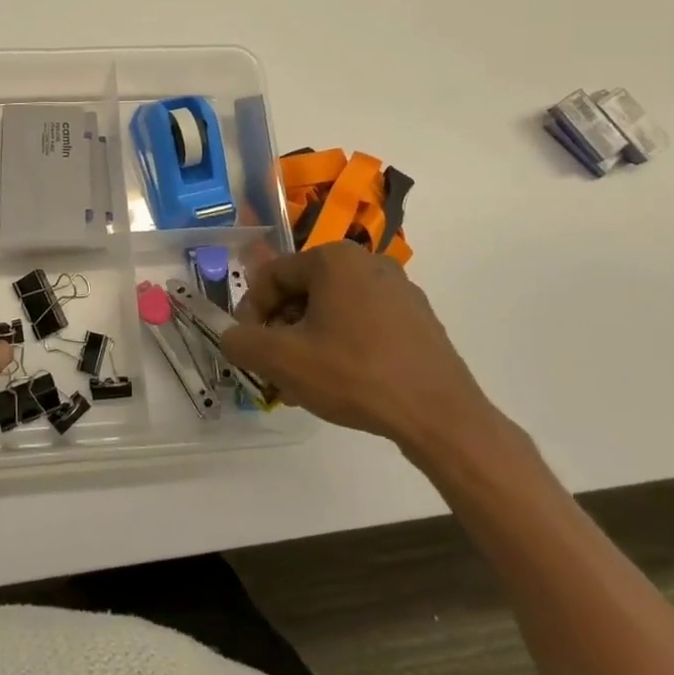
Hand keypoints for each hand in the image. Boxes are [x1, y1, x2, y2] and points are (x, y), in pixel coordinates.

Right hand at [221, 243, 500, 463]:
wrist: (440, 416)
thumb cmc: (354, 375)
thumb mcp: (282, 360)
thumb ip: (242, 341)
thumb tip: (233, 336)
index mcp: (333, 258)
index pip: (272, 276)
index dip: (251, 312)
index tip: (249, 348)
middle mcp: (367, 261)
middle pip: (303, 291)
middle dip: (282, 329)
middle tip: (275, 369)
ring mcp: (399, 289)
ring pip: (333, 309)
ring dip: (309, 340)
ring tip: (305, 382)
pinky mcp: (418, 319)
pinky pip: (365, 322)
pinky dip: (343, 344)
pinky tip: (342, 381)